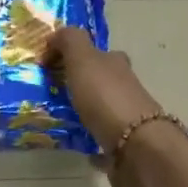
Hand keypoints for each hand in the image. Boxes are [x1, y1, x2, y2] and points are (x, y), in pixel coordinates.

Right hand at [48, 27, 165, 186]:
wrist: (137, 147)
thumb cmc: (106, 98)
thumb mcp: (84, 59)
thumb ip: (69, 41)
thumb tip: (56, 37)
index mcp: (116, 65)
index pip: (99, 53)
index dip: (75, 55)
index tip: (50, 66)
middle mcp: (126, 89)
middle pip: (103, 81)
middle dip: (82, 84)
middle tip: (54, 92)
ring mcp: (129, 120)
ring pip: (104, 111)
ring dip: (87, 113)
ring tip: (60, 120)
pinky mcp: (125, 149)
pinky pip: (105, 143)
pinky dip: (94, 144)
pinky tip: (81, 149)